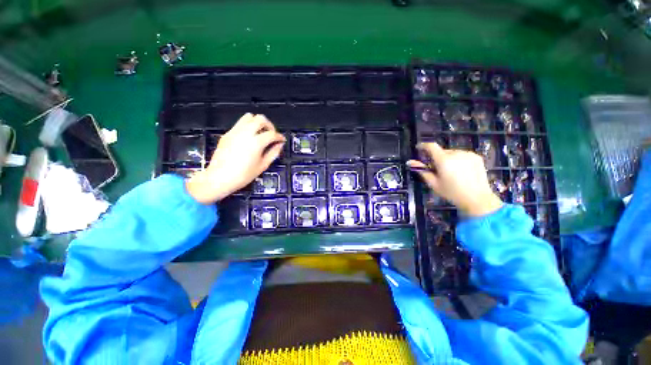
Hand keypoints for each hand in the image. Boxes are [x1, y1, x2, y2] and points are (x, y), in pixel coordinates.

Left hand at [186, 113, 285, 203]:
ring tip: (260, 133)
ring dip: (257, 122)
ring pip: (248, 117)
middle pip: (260, 119)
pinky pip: (239, 124)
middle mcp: (245, 133)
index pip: (272, 134)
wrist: (219, 178)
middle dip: (269, 125)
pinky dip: (247, 127)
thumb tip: (279, 145)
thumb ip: (273, 153)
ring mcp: (235, 132)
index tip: (281, 140)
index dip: (279, 136)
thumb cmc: (242, 175)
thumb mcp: (263, 166)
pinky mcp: (227, 134)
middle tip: (272, 134)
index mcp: (256, 142)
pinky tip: (249, 138)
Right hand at [407, 143, 502, 216]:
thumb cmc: (452, 193)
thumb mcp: (433, 183)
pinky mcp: (476, 157)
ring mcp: (468, 154)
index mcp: (444, 160)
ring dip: (447, 158)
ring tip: (450, 171)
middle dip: (436, 157)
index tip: (418, 148)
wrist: (477, 199)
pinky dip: (457, 159)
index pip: (431, 146)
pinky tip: (460, 171)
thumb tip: (410, 162)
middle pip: (441, 151)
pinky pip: (462, 154)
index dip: (423, 145)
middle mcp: (456, 154)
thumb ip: (422, 170)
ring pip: (452, 153)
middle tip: (436, 169)